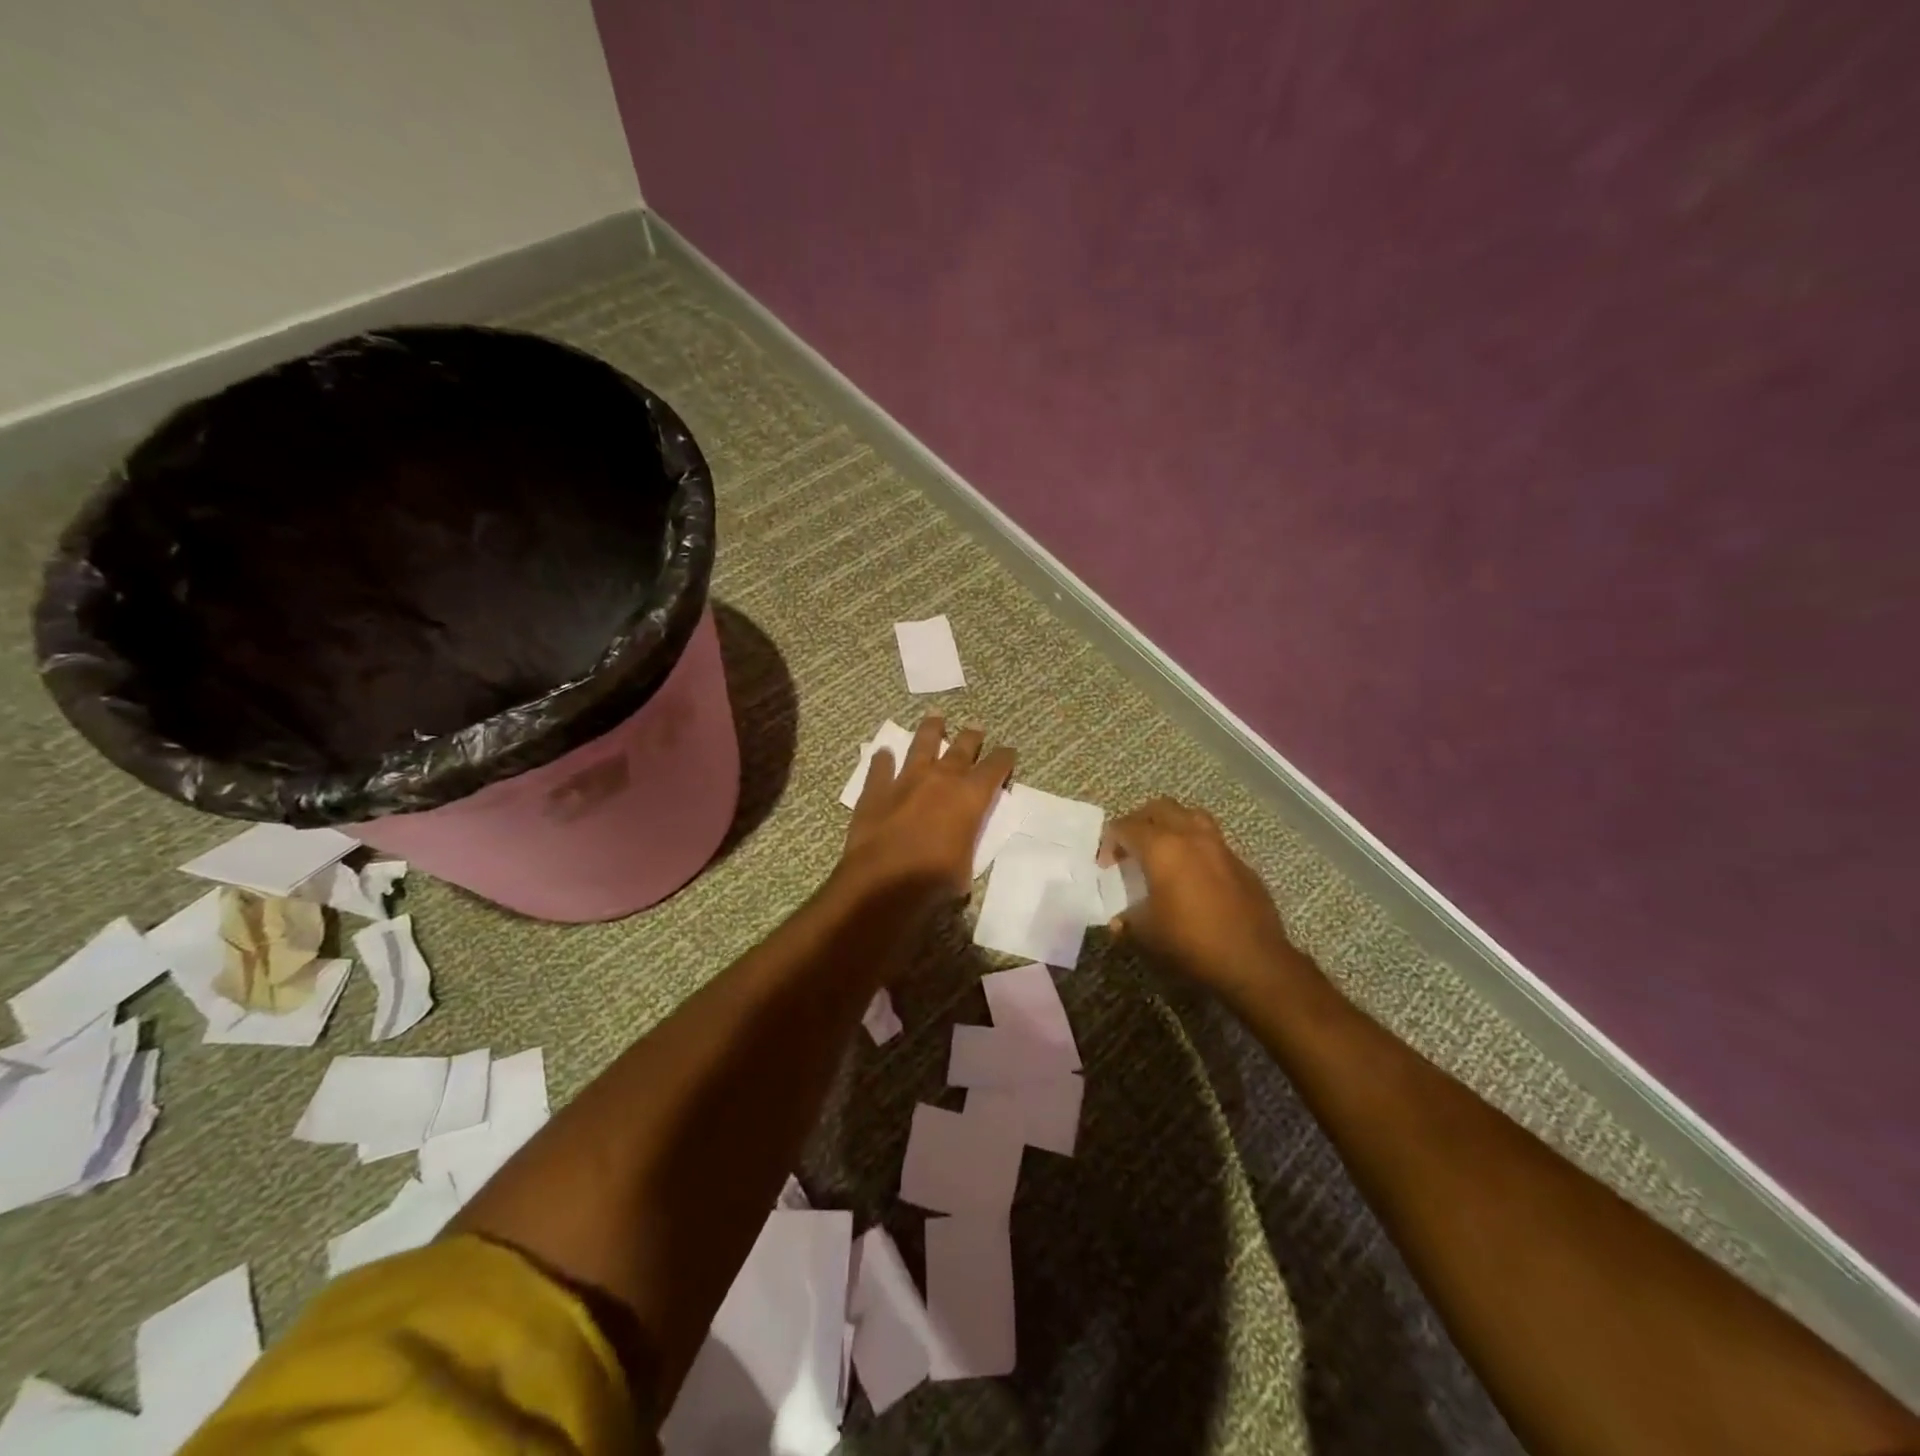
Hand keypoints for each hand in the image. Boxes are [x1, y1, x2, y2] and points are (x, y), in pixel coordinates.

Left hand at [840, 716, 1014, 906]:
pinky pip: (880, 768)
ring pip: (921, 745)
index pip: (995, 768)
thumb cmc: (934, 880)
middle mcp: (940, 779)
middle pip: (961, 748)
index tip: (1008, 751)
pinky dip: (882, 760)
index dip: (1004, 758)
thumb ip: (965, 843)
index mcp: (970, 797)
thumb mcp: (966, 866)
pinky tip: (883, 753)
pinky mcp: (875, 791)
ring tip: (935, 717)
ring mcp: (905, 780)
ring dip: (930, 730)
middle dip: (971, 737)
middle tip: (976, 727)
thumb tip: (958, 843)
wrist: (883, 882)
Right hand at [1100, 797, 1302, 1000]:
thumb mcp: (1146, 934)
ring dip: (1172, 825)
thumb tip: (1118, 922)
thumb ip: (1127, 921)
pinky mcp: (1241, 863)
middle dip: (1139, 822)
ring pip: (1191, 815)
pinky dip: (1196, 847)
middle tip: (1131, 848)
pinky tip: (1193, 875)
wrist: (1253, 962)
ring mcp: (1220, 847)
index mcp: (1162, 847)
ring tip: (1163, 850)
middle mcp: (1191, 836)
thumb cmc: (1190, 942)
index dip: (1110, 842)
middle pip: (1159, 808)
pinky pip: (1212, 841)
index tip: (1106, 865)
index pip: (1126, 827)